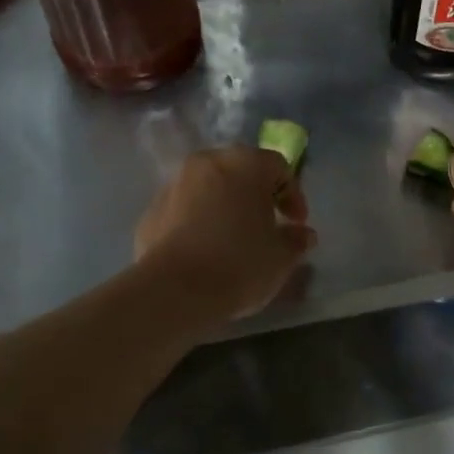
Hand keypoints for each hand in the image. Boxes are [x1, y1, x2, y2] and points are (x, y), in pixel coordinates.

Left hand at [135, 147, 315, 321]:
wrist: (175, 290)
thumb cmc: (240, 264)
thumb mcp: (282, 256)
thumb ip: (296, 240)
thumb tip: (302, 234)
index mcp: (245, 164)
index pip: (279, 167)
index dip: (293, 195)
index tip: (297, 224)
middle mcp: (207, 163)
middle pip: (240, 171)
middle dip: (256, 196)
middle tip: (266, 225)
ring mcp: (174, 184)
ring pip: (209, 188)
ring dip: (225, 206)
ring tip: (233, 240)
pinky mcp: (151, 211)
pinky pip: (185, 209)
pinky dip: (198, 222)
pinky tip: (204, 252)